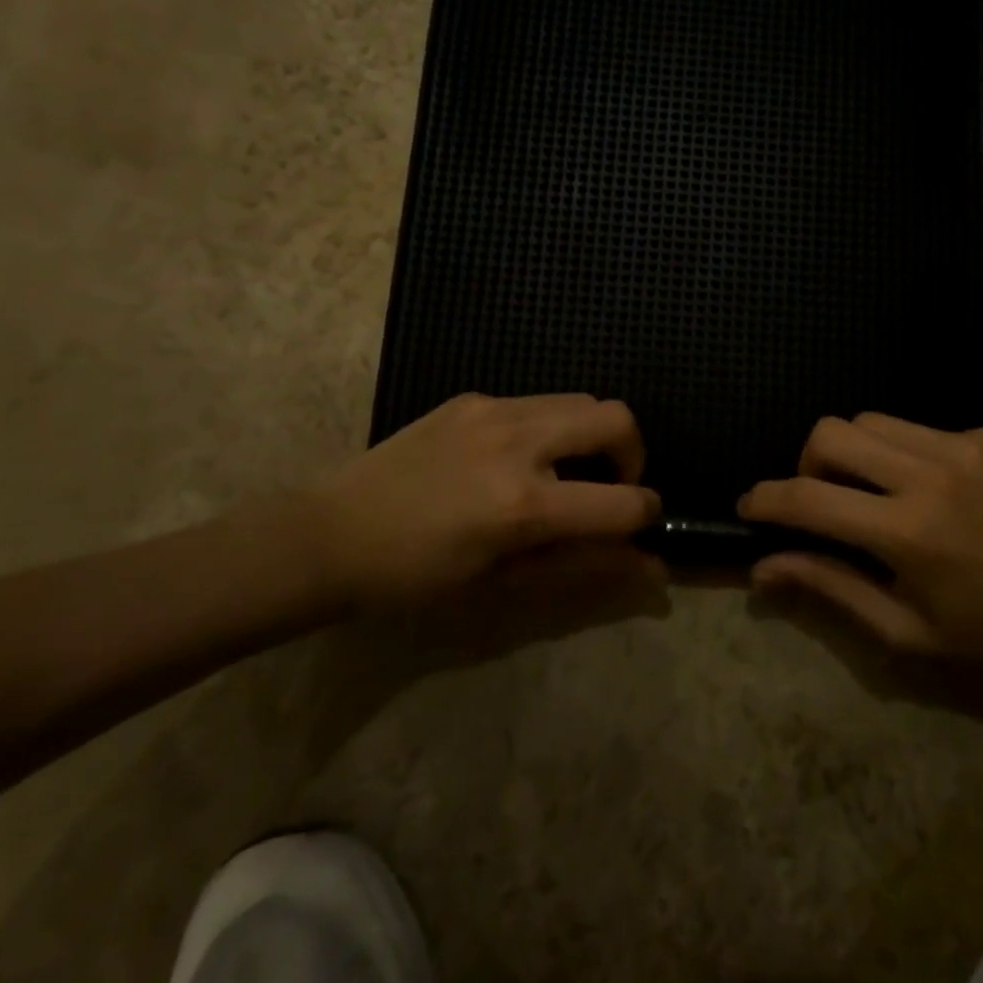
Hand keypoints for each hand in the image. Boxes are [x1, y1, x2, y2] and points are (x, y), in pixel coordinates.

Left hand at [297, 392, 662, 609]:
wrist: (330, 534)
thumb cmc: (415, 578)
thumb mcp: (503, 584)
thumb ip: (583, 568)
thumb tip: (651, 568)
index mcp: (523, 505)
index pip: (624, 501)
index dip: (646, 514)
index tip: (641, 524)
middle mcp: (518, 442)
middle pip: (617, 418)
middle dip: (632, 454)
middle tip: (608, 487)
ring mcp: (494, 410)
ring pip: (581, 399)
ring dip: (592, 435)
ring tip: (563, 472)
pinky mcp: (473, 397)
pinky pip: (536, 402)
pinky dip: (550, 428)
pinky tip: (513, 459)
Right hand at [738, 413, 982, 664]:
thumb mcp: (903, 629)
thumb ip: (829, 587)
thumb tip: (763, 568)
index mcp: (908, 532)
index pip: (810, 498)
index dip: (767, 500)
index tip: (749, 507)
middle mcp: (931, 474)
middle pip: (831, 432)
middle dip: (808, 463)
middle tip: (824, 501)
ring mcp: (964, 446)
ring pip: (870, 420)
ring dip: (853, 453)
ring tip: (873, 492)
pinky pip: (918, 428)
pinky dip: (903, 454)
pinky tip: (931, 490)